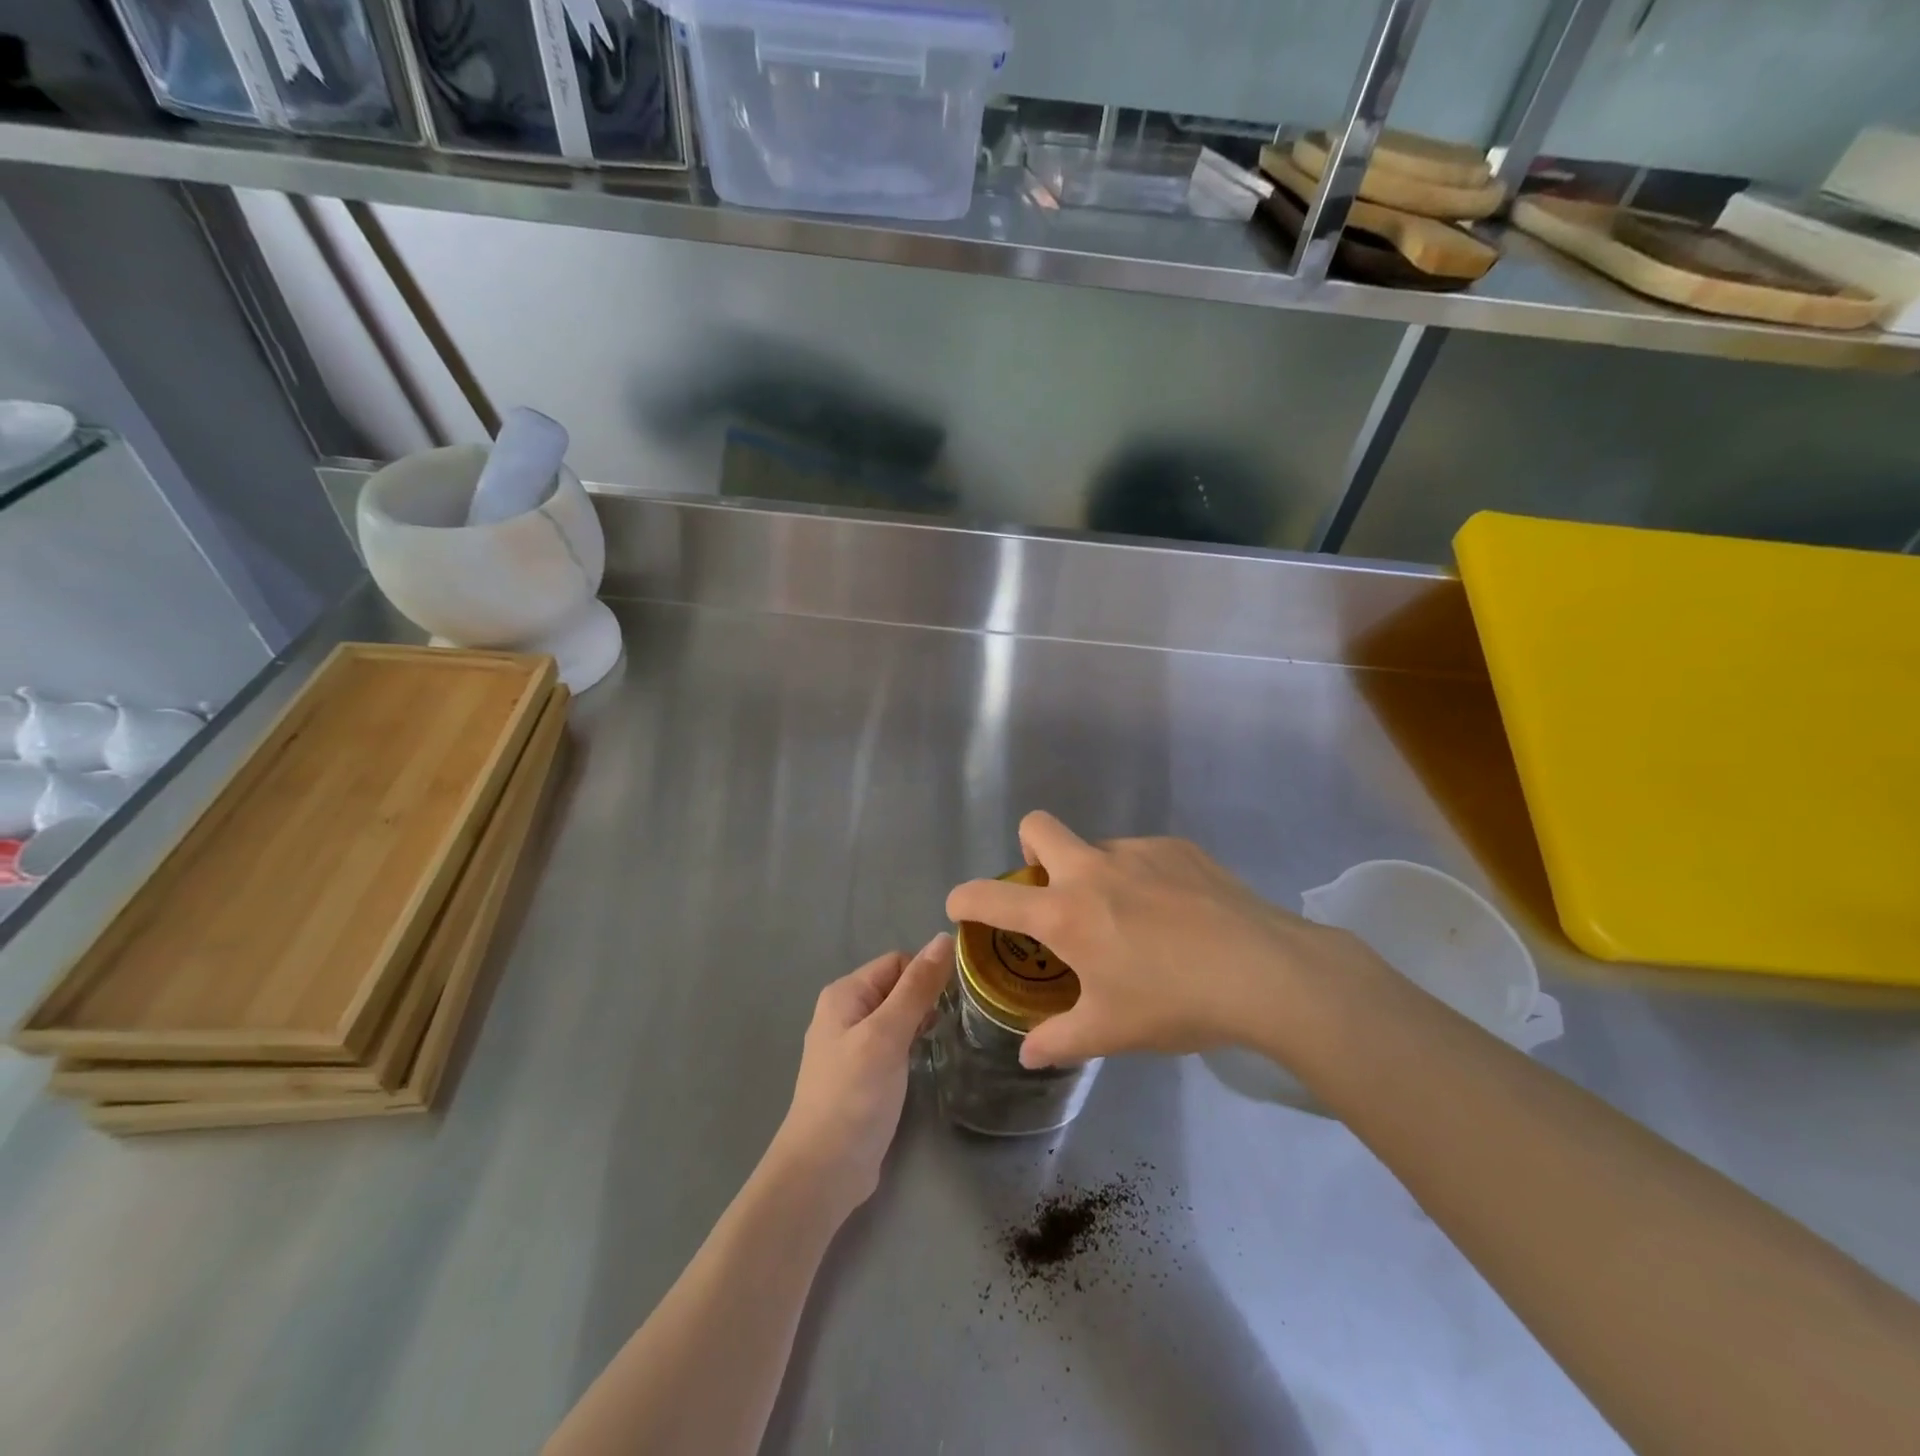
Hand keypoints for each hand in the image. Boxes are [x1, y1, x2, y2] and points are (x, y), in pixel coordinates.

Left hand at [768, 934, 952, 1222]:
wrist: (823, 1171)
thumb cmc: (854, 1095)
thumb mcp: (887, 1035)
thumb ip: (916, 988)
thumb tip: (944, 938)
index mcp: (845, 994)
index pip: (897, 962)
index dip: (926, 974)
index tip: (954, 999)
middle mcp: (845, 1012)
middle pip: (897, 987)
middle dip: (925, 998)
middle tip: (954, 1022)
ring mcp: (852, 1045)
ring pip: (897, 1016)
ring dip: (921, 1022)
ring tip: (944, 1040)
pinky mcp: (862, 1074)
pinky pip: (893, 1043)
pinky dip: (911, 1046)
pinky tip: (925, 1061)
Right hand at [946, 812, 1386, 1069]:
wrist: (1266, 972)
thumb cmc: (1175, 1003)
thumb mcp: (1110, 1032)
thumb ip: (1057, 1041)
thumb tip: (1027, 1054)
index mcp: (1065, 914)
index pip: (991, 897)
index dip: (965, 899)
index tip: (960, 908)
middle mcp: (1092, 869)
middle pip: (1036, 826)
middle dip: (1029, 852)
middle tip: (1055, 897)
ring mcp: (1137, 851)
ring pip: (1095, 847)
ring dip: (1096, 875)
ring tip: (1134, 922)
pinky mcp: (1178, 848)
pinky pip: (1141, 856)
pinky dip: (1142, 879)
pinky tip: (1176, 916)